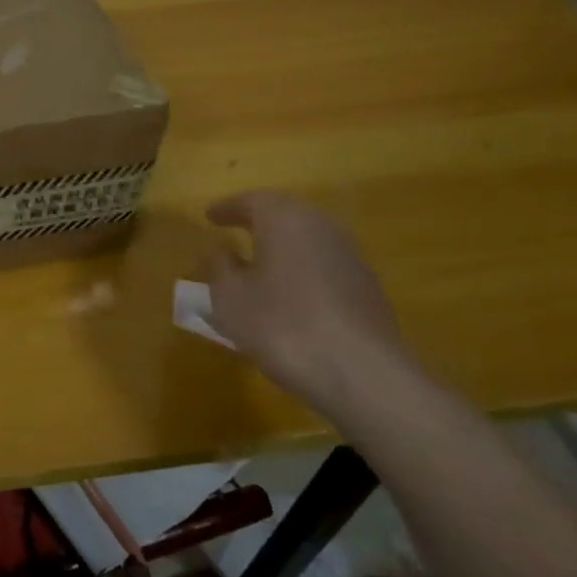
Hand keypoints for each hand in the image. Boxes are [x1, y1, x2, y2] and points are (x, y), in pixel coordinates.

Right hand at [203, 190, 413, 410]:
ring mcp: (350, 256)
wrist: (364, 375)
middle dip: (258, 220)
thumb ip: (220, 268)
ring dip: (281, 245)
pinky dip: (301, 269)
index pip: (251, 201)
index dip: (227, 208)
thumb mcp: (230, 298)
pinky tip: (289, 294)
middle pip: (284, 214)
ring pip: (307, 239)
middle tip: (234, 230)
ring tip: (258, 263)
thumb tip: (221, 250)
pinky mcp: (367, 287)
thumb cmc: (283, 326)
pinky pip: (323, 264)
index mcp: (284, 219)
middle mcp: (321, 226)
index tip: (209, 217)